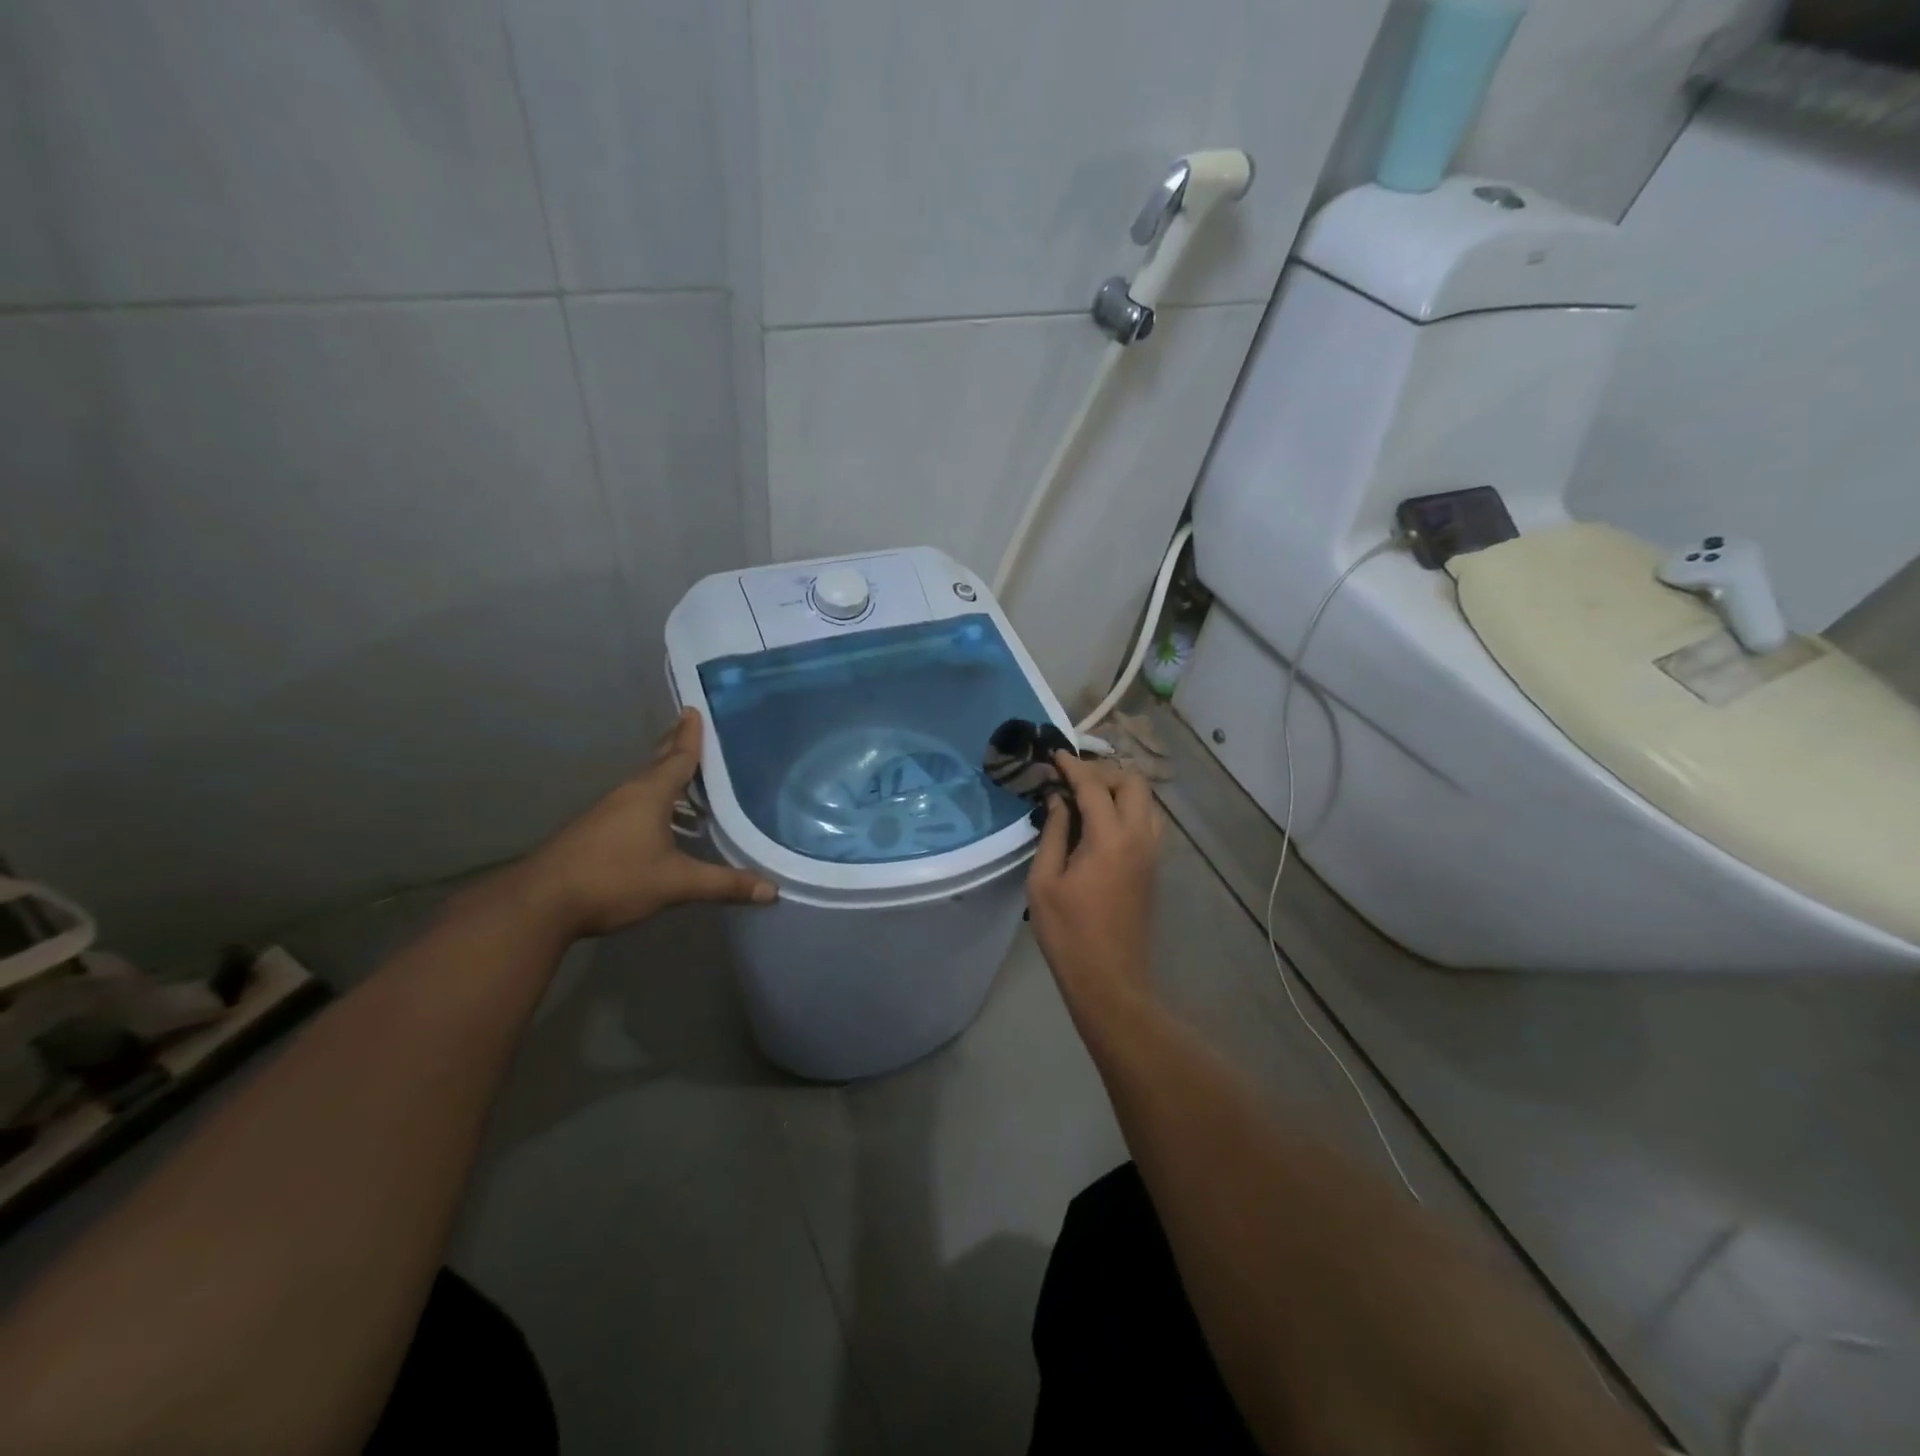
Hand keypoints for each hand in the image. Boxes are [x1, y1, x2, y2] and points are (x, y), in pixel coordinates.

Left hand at [512, 708, 775, 937]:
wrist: (540, 904)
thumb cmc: (614, 879)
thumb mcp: (676, 883)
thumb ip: (723, 884)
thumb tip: (772, 890)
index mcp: (649, 795)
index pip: (678, 757)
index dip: (690, 735)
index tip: (694, 708)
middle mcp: (628, 795)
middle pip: (657, 764)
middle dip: (675, 746)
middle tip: (691, 728)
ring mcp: (607, 813)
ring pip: (644, 786)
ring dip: (665, 776)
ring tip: (687, 775)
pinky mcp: (595, 833)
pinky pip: (633, 804)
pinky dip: (653, 800)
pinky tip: (661, 818)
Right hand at [1027, 753, 1162, 1022]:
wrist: (1109, 978)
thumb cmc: (1068, 932)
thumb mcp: (1044, 881)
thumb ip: (1054, 833)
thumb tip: (1058, 800)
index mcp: (1109, 839)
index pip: (1094, 786)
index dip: (1073, 766)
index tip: (1055, 755)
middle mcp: (1139, 837)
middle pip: (1133, 783)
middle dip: (1103, 772)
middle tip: (1072, 779)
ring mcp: (1152, 852)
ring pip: (1147, 801)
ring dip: (1120, 789)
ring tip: (1087, 796)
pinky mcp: (1153, 867)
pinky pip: (1148, 820)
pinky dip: (1129, 808)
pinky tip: (1103, 821)